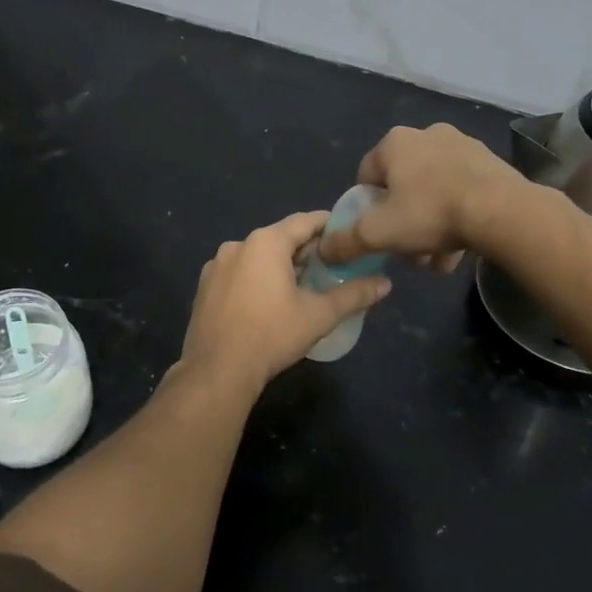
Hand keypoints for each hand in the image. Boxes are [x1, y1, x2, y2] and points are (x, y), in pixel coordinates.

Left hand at [179, 211, 392, 390]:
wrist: (217, 371)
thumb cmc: (271, 335)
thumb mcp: (319, 315)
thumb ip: (354, 295)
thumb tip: (386, 283)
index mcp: (265, 242)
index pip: (305, 221)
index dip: (329, 225)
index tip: (347, 235)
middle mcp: (238, 245)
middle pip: (280, 238)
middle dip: (306, 250)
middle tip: (331, 267)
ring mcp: (216, 265)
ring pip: (257, 256)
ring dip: (280, 266)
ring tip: (303, 287)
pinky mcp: (205, 287)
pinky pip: (238, 273)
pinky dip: (256, 279)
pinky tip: (268, 303)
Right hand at [317, 124, 528, 268]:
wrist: (504, 212)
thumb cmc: (431, 214)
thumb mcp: (378, 233)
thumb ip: (345, 241)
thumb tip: (323, 249)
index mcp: (395, 142)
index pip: (366, 177)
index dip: (367, 210)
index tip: (378, 235)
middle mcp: (426, 134)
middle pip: (402, 187)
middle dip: (402, 223)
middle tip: (409, 252)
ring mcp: (462, 145)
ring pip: (433, 193)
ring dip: (430, 226)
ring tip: (438, 259)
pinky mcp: (490, 162)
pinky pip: (461, 191)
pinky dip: (456, 217)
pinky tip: (461, 248)